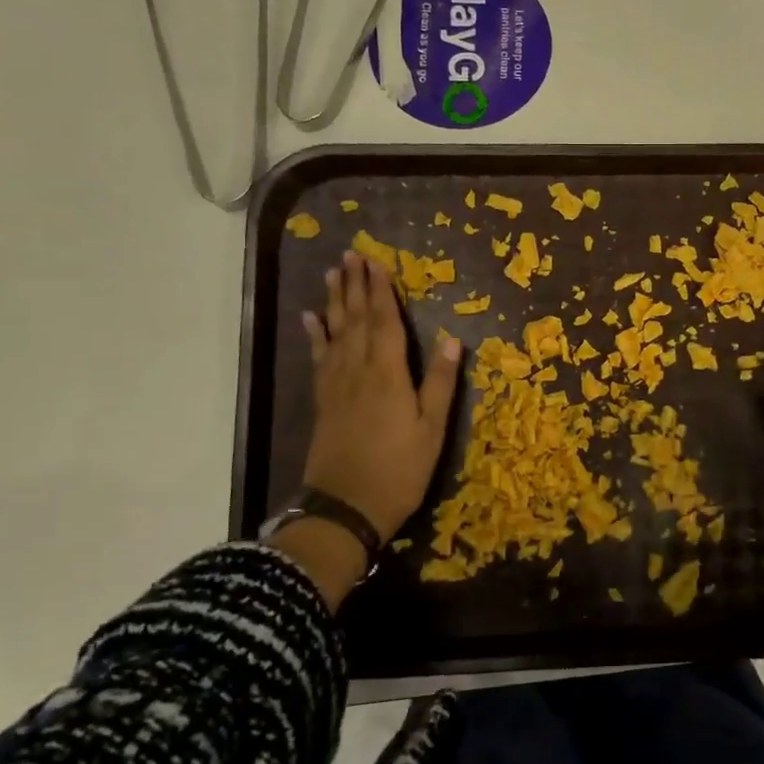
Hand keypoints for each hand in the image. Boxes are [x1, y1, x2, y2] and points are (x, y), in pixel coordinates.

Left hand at [299, 250, 462, 537]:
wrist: (345, 508)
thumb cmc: (398, 470)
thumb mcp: (432, 430)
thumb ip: (441, 382)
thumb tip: (452, 338)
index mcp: (388, 374)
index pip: (385, 322)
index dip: (381, 291)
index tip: (377, 262)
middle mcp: (358, 371)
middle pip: (356, 320)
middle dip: (354, 285)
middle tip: (350, 255)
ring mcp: (337, 385)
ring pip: (335, 333)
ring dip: (334, 301)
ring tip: (332, 274)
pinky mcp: (323, 401)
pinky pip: (319, 358)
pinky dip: (315, 335)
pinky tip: (311, 319)